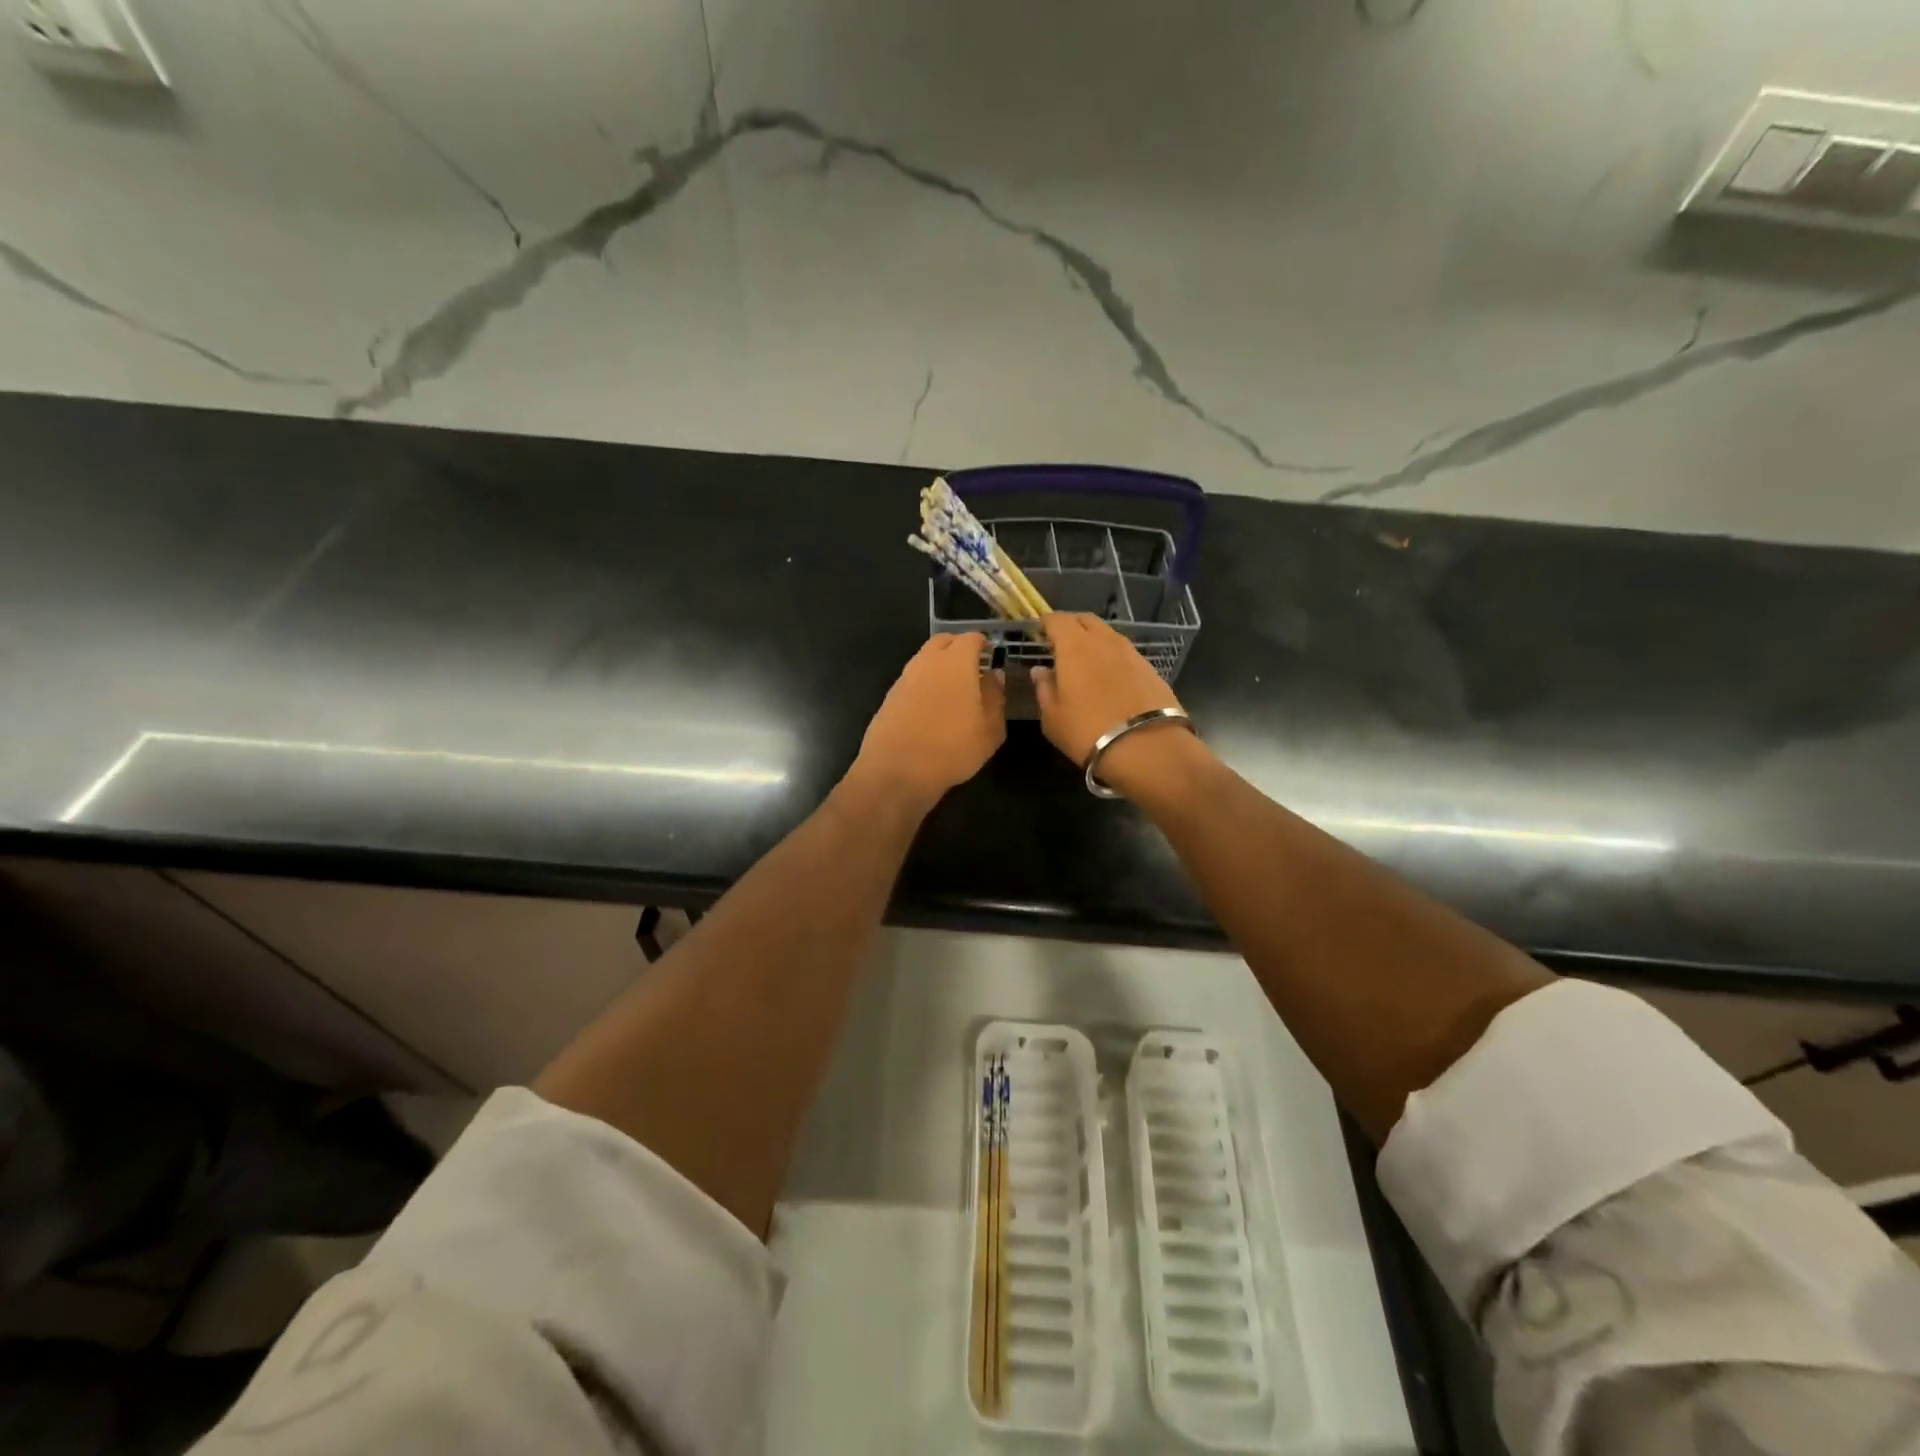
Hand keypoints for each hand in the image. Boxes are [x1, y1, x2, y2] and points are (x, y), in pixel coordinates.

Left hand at [852, 634, 1005, 810]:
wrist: (896, 771)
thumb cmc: (952, 749)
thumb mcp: (989, 729)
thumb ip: (995, 697)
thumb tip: (994, 676)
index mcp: (956, 662)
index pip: (971, 638)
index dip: (983, 644)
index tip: (991, 655)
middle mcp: (927, 662)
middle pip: (944, 641)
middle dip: (959, 647)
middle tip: (974, 666)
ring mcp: (905, 677)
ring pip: (925, 658)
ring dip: (940, 664)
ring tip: (955, 688)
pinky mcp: (890, 696)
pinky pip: (913, 678)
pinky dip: (925, 682)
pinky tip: (933, 705)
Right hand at [1032, 614, 1199, 793]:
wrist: (1147, 747)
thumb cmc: (1088, 731)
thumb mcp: (1053, 717)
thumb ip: (1044, 688)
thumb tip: (1040, 671)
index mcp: (1074, 646)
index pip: (1057, 620)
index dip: (1046, 623)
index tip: (1039, 631)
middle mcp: (1103, 640)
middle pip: (1085, 619)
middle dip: (1071, 625)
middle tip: (1061, 642)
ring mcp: (1130, 652)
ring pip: (1107, 634)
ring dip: (1094, 640)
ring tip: (1086, 660)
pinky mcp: (1149, 667)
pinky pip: (1124, 652)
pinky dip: (1112, 656)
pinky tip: (1110, 676)